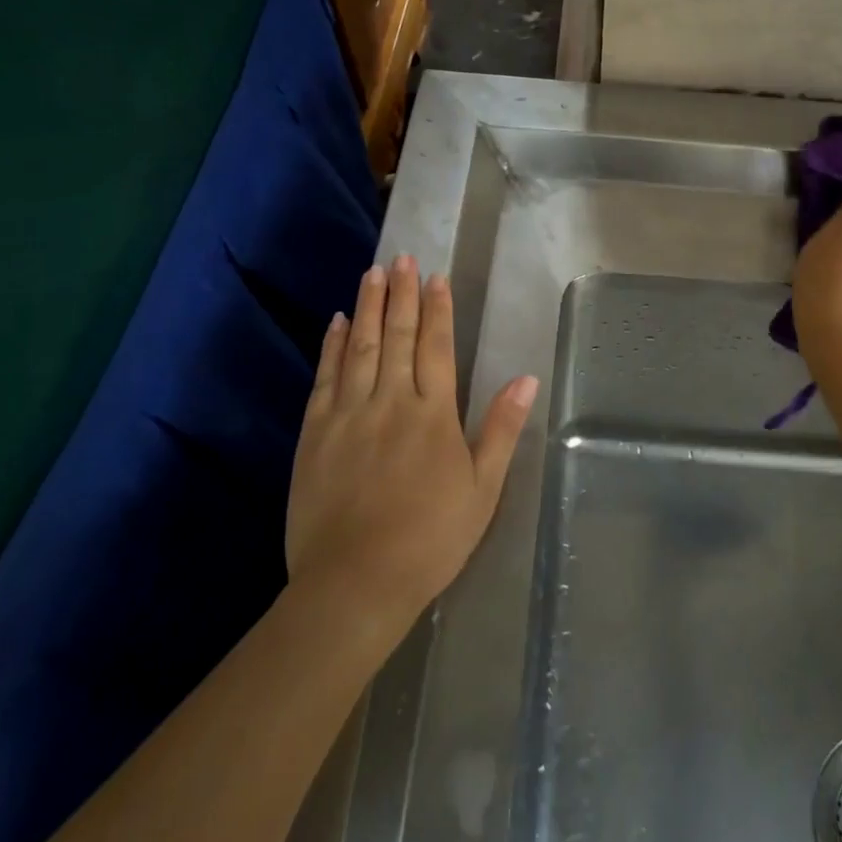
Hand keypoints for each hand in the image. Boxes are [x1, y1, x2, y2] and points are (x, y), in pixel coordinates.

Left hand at [286, 255, 538, 629]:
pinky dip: (333, 346)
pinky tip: (337, 323)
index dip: (437, 309)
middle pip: (399, 336)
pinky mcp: (315, 434)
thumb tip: (526, 379)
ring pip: (361, 347)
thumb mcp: (482, 490)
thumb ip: (501, 430)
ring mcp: (349, 414)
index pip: (437, 347)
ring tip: (372, 273)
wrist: (354, 583)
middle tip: (401, 258)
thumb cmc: (430, 539)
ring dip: (369, 307)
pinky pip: (325, 377)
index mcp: (434, 414)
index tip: (435, 277)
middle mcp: (391, 402)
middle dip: (402, 294)